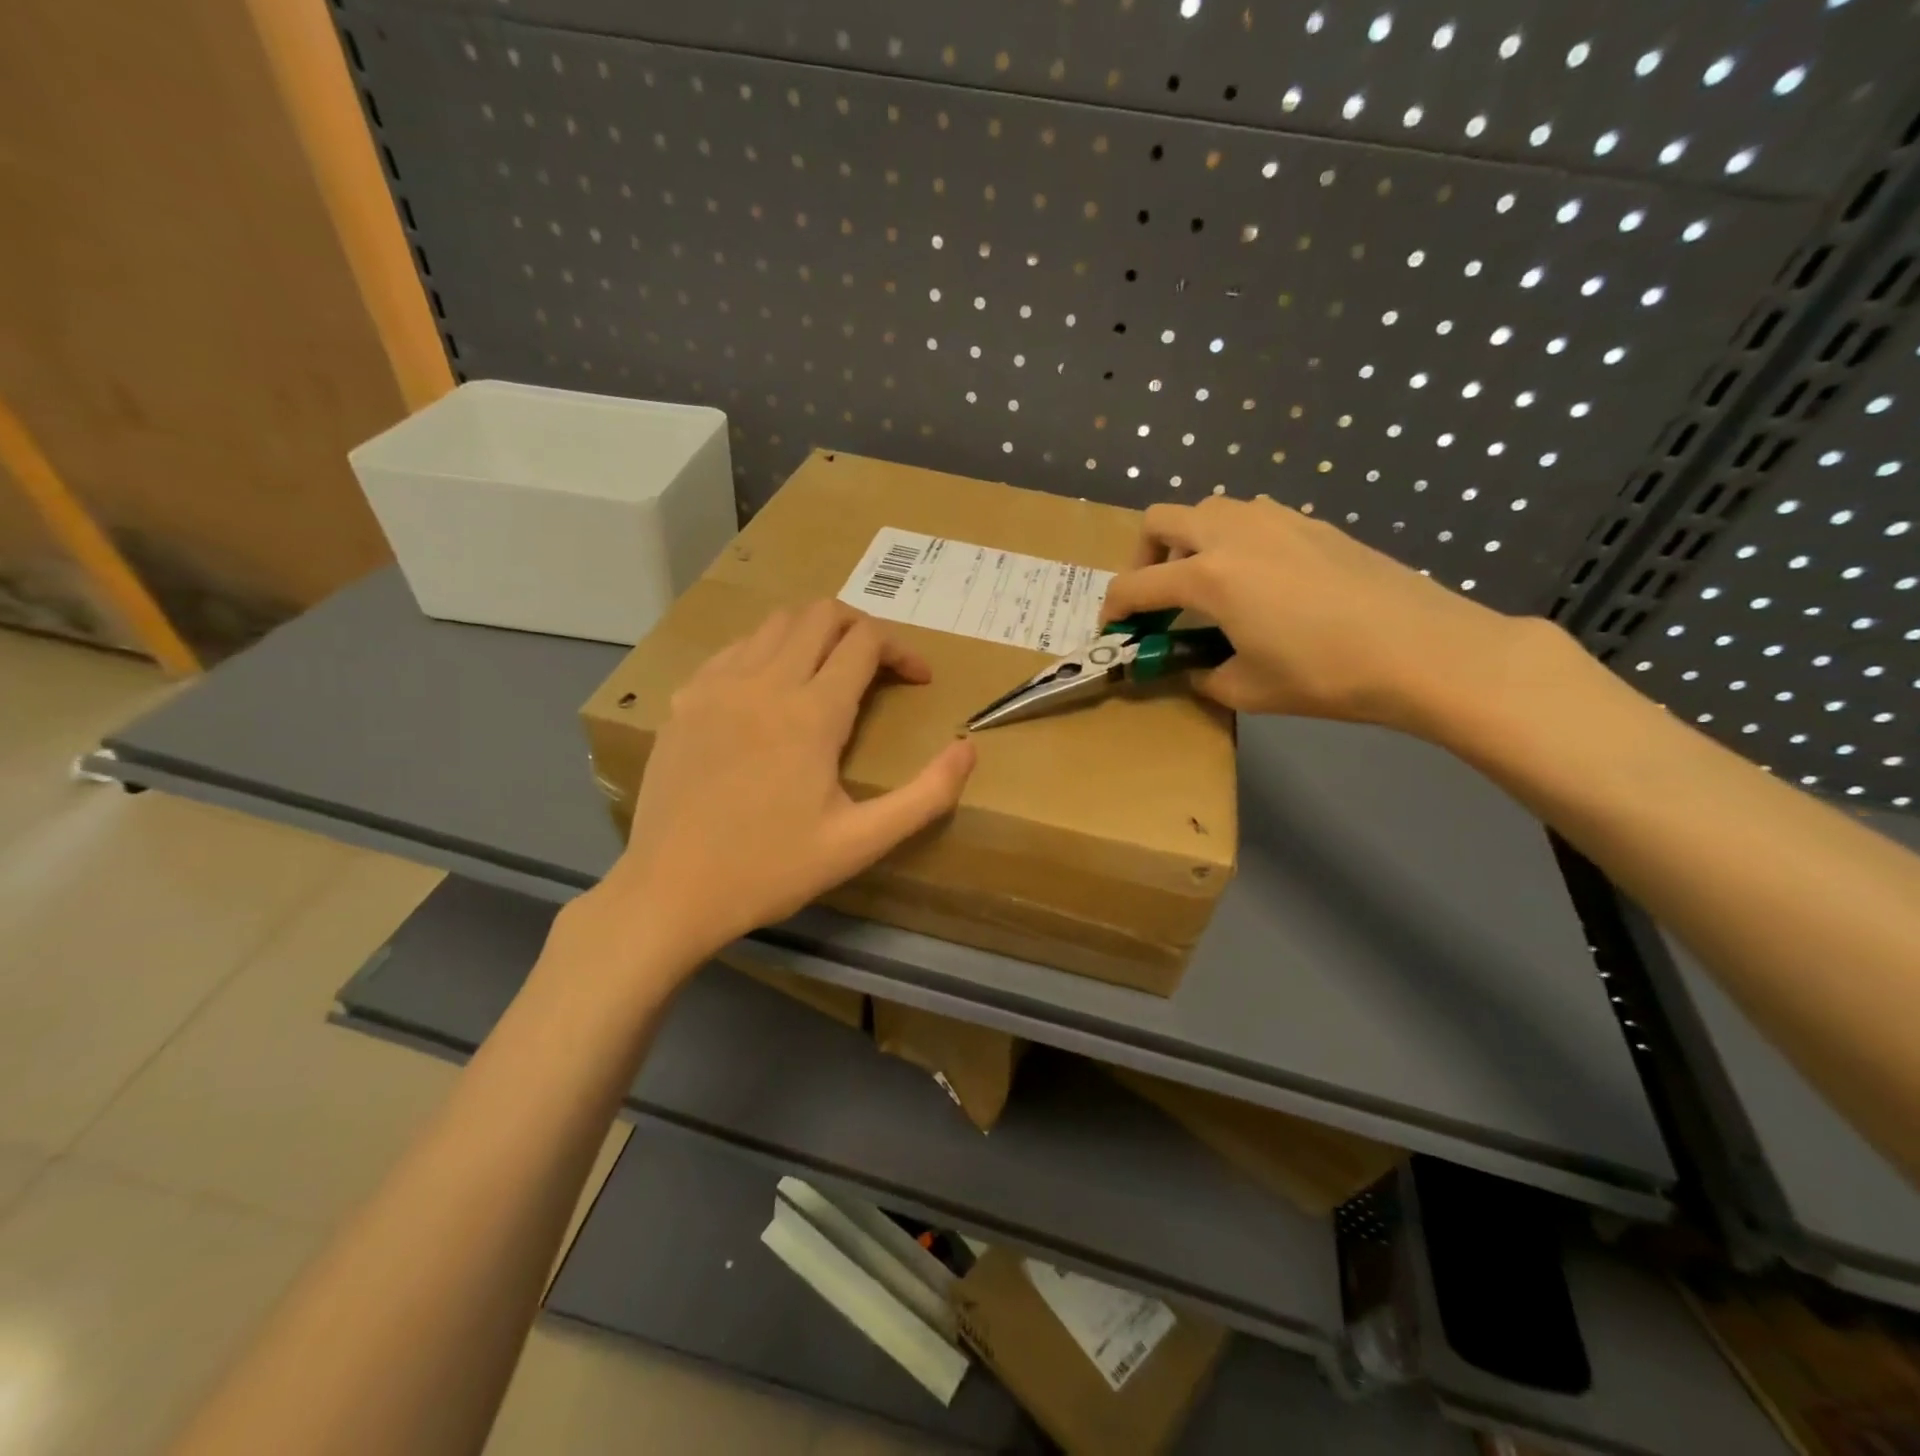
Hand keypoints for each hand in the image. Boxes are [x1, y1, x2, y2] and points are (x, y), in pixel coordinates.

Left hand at [592, 601, 975, 969]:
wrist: (670, 891)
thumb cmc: (771, 870)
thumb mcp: (861, 842)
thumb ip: (926, 795)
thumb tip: (968, 749)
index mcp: (812, 713)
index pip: (866, 642)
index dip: (903, 651)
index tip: (918, 680)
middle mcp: (764, 682)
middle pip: (822, 614)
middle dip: (861, 628)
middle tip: (878, 667)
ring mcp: (717, 685)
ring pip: (776, 623)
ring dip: (814, 633)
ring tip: (829, 672)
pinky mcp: (685, 699)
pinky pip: (735, 649)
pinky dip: (767, 651)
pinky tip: (771, 691)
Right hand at [1099, 496, 1532, 729]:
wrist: (1422, 649)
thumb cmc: (1324, 674)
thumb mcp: (1247, 689)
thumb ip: (1202, 674)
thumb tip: (1192, 667)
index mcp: (1209, 576)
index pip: (1136, 585)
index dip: (1113, 609)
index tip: (1112, 629)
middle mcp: (1233, 533)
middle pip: (1160, 520)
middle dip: (1143, 558)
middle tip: (1156, 597)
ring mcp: (1276, 519)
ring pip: (1209, 508)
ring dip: (1190, 541)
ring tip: (1207, 584)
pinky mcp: (1312, 523)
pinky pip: (1252, 515)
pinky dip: (1234, 538)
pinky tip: (1259, 579)